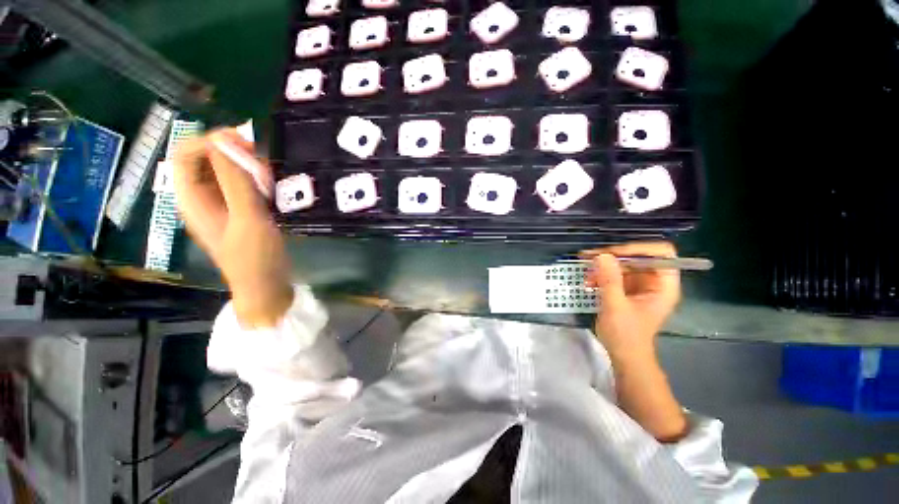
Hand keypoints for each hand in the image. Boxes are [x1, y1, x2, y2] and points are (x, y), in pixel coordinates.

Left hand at [173, 128, 292, 327]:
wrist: (266, 285)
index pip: (187, 152)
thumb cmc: (255, 257)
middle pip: (206, 159)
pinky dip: (255, 180)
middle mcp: (201, 197)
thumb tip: (226, 140)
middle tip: (262, 161)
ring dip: (246, 167)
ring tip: (270, 178)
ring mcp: (220, 204)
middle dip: (232, 153)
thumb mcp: (247, 218)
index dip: (211, 141)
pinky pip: (241, 185)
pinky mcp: (238, 210)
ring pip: (225, 170)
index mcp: (192, 198)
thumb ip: (235, 181)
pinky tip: (271, 189)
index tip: (246, 144)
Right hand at [583, 241, 680, 361]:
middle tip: (590, 257)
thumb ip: (610, 280)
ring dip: (604, 265)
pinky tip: (588, 280)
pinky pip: (615, 273)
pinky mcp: (627, 289)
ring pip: (624, 263)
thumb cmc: (626, 335)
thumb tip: (602, 255)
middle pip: (639, 256)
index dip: (639, 249)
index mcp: (664, 285)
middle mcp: (655, 281)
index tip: (614, 253)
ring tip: (586, 271)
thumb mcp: (615, 307)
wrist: (624, 355)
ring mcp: (640, 284)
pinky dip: (601, 274)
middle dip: (614, 256)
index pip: (662, 254)